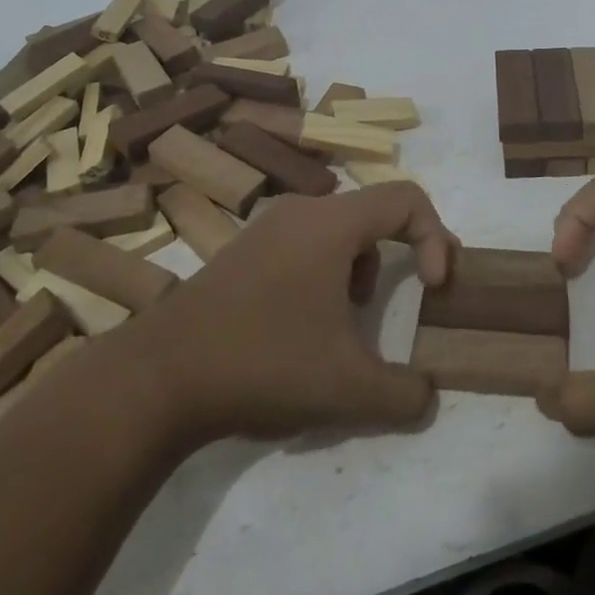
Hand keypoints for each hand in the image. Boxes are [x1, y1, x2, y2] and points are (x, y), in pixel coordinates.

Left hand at [120, 183, 458, 445]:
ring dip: (360, 268)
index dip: (436, 237)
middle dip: (399, 256)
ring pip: (337, 230)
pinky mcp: (242, 251)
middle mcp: (300, 211)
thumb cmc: (263, 364)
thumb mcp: (347, 389)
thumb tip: (427, 395)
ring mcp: (265, 228)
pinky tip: (303, 326)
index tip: (432, 289)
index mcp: (331, 223)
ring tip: (347, 322)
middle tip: (401, 301)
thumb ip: (404, 394)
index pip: (407, 199)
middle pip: (373, 212)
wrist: (158, 377)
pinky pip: (304, 244)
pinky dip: (324, 274)